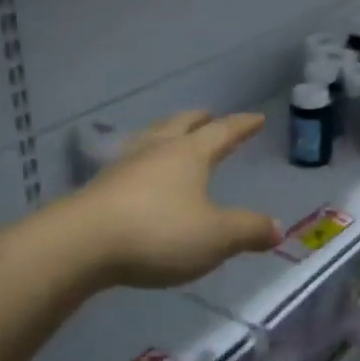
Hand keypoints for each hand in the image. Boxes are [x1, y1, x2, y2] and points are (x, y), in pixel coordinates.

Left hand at [66, 111, 280, 287]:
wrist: (82, 244)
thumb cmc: (159, 232)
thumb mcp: (216, 236)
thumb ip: (248, 230)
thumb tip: (277, 228)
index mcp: (189, 154)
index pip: (222, 132)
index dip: (241, 126)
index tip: (256, 118)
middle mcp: (157, 151)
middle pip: (180, 125)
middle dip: (198, 121)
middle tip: (209, 116)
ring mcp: (124, 167)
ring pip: (151, 139)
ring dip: (167, 134)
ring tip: (173, 137)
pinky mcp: (101, 189)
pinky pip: (131, 164)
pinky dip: (145, 162)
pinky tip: (140, 175)